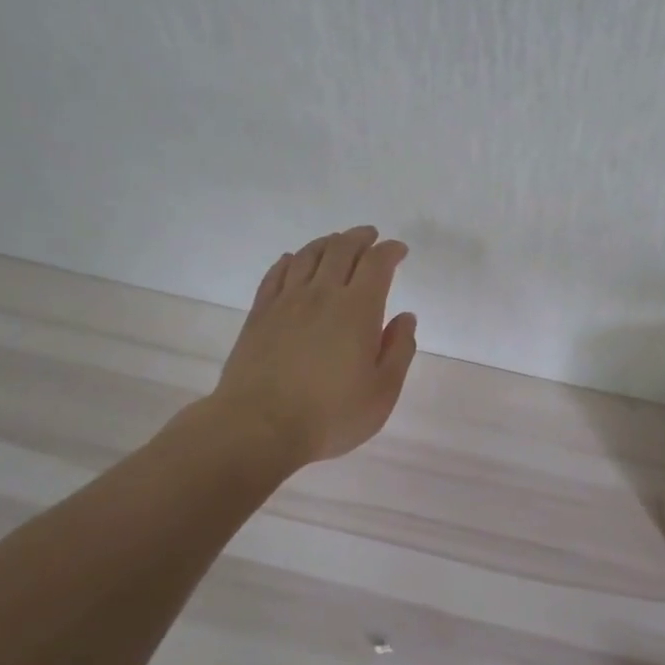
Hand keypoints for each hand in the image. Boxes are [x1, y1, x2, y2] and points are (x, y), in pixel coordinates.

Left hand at [210, 226, 417, 466]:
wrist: (259, 427)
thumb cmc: (330, 415)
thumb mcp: (382, 392)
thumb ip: (399, 351)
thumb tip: (405, 318)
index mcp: (358, 309)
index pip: (377, 264)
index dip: (390, 251)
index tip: (399, 250)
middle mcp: (322, 294)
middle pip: (341, 250)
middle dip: (360, 238)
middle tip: (371, 236)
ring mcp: (286, 302)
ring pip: (308, 256)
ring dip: (327, 243)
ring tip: (337, 242)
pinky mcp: (259, 314)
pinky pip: (276, 274)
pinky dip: (290, 260)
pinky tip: (293, 260)